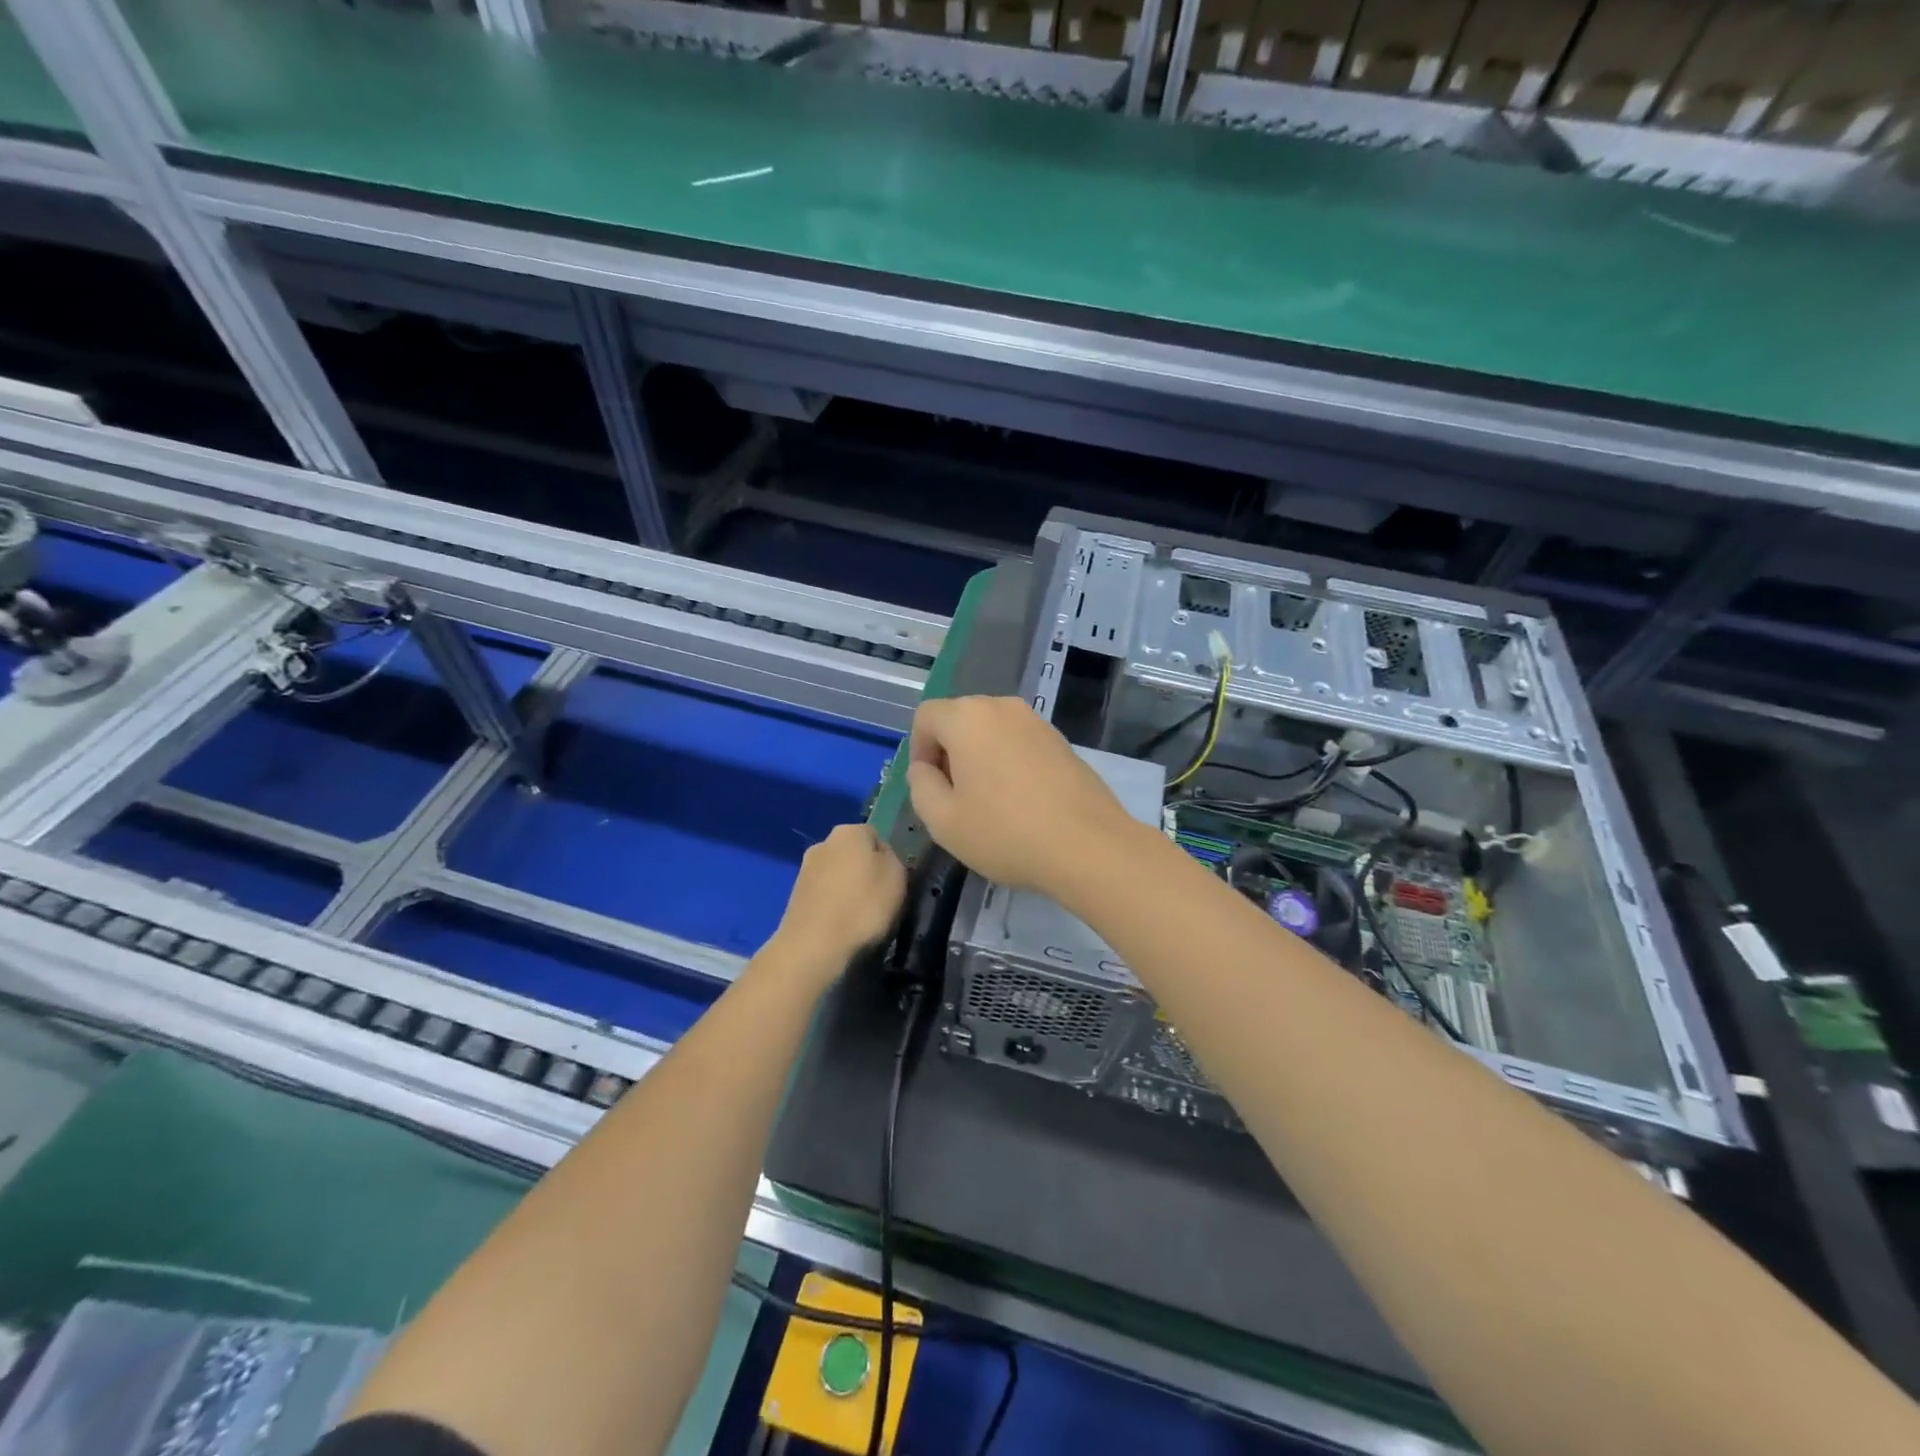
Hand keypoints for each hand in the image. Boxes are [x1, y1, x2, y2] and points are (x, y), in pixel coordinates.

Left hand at [768, 824, 906, 985]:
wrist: (813, 947)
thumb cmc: (863, 907)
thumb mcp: (897, 877)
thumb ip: (892, 857)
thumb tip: (881, 855)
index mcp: (850, 831)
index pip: (876, 836)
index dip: (888, 859)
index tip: (894, 882)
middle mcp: (823, 842)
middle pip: (853, 854)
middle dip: (864, 872)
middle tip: (879, 900)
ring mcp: (805, 869)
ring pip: (837, 875)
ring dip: (847, 890)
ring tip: (859, 918)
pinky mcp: (794, 896)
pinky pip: (823, 896)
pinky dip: (832, 906)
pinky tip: (839, 926)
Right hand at [907, 696, 1135, 894]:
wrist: (1088, 846)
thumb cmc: (1005, 832)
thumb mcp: (943, 820)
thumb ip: (920, 786)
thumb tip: (925, 769)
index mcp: (967, 717)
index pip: (926, 716)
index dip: (919, 750)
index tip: (931, 788)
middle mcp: (1002, 707)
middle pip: (960, 720)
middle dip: (949, 753)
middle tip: (956, 799)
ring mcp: (1037, 721)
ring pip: (991, 732)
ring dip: (981, 759)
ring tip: (990, 804)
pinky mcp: (1061, 741)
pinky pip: (1020, 743)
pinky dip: (1009, 763)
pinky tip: (1021, 803)